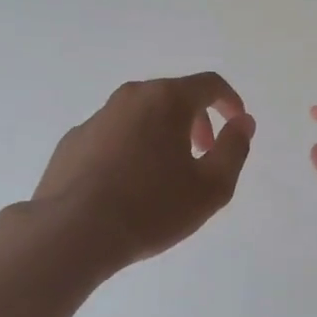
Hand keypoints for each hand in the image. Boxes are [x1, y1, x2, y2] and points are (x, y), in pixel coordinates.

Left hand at [31, 73, 254, 274]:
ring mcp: (97, 117)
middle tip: (203, 154)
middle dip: (196, 120)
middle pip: (173, 96)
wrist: (73, 231)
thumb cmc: (152, 207)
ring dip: (162, 134)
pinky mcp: (73, 141)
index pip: (209, 84)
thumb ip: (235, 148)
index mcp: (166, 100)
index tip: (236, 125)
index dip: (230, 102)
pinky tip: (128, 185)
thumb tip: (243, 122)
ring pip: (141, 115)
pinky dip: (130, 149)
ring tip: (165, 174)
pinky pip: (114, 135)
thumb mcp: (211, 187)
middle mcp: (130, 97)